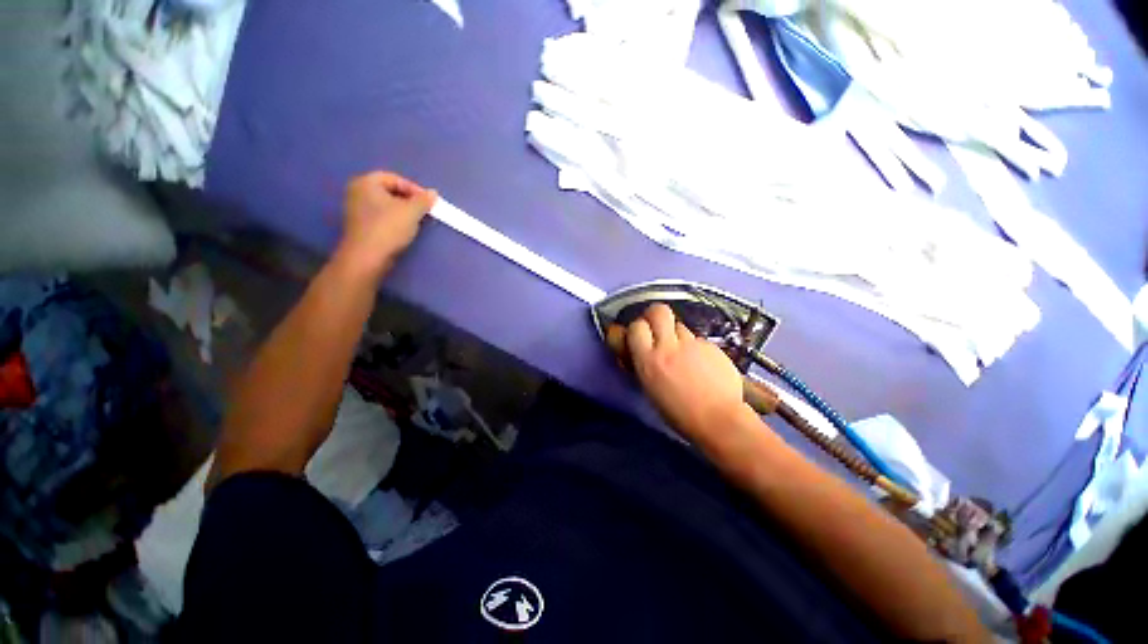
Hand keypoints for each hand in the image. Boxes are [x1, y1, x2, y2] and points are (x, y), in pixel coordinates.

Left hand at [336, 171, 437, 278]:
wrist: (368, 257)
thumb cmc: (388, 228)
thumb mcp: (412, 212)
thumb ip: (424, 200)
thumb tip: (433, 193)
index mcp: (366, 182)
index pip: (395, 179)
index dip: (414, 189)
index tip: (428, 202)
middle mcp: (358, 192)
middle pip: (390, 191)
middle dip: (410, 201)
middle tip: (424, 211)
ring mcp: (357, 209)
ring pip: (387, 205)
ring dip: (404, 212)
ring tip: (417, 221)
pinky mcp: (361, 225)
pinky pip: (382, 216)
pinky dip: (395, 220)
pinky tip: (405, 230)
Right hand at [626, 304, 749, 439]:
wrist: (719, 419)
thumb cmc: (678, 413)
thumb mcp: (650, 389)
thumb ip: (645, 364)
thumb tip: (642, 351)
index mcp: (649, 360)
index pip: (637, 327)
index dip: (638, 328)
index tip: (641, 335)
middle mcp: (669, 346)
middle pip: (658, 311)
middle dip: (655, 315)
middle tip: (657, 327)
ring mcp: (693, 344)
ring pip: (680, 325)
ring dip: (676, 334)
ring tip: (683, 351)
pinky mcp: (711, 346)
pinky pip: (697, 339)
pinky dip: (695, 347)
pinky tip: (702, 364)